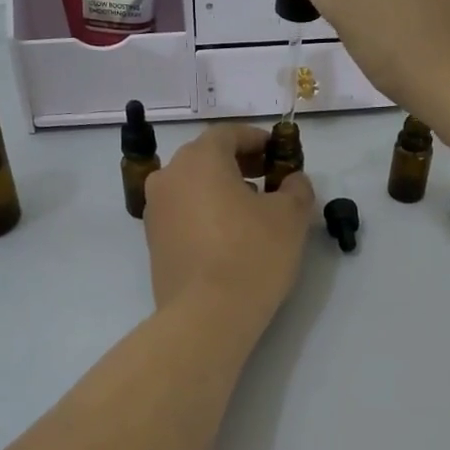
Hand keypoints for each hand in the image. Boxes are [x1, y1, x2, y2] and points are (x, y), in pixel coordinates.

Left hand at [145, 125, 314, 322]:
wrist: (207, 315)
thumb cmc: (252, 254)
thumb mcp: (290, 216)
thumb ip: (296, 188)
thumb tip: (292, 181)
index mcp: (199, 160)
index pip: (228, 134)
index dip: (256, 139)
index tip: (278, 153)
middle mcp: (169, 177)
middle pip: (206, 158)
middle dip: (239, 164)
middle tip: (269, 180)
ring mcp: (156, 211)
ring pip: (192, 187)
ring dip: (221, 190)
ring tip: (252, 212)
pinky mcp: (154, 242)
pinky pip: (183, 214)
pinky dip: (205, 213)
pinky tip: (230, 236)